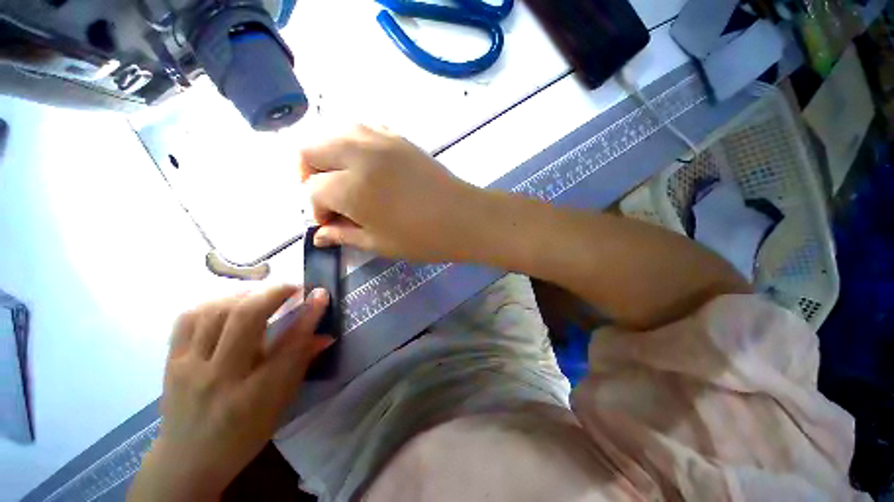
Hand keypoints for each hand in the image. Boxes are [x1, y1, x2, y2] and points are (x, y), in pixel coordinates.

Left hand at [128, 286, 331, 501]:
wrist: (188, 460)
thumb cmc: (244, 434)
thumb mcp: (281, 404)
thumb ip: (302, 363)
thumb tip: (325, 334)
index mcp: (256, 396)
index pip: (289, 345)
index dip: (308, 314)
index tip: (320, 293)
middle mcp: (221, 377)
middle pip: (246, 318)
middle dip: (275, 292)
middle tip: (293, 287)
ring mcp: (190, 367)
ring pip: (216, 311)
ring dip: (246, 293)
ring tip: (264, 293)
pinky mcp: (171, 361)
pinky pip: (189, 317)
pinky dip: (215, 301)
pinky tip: (231, 303)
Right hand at [300, 125, 484, 262]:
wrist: (464, 218)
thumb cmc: (423, 238)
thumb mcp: (379, 243)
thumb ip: (345, 234)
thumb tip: (320, 235)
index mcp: (352, 187)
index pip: (313, 190)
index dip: (317, 210)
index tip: (332, 223)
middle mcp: (359, 155)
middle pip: (310, 149)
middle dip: (310, 174)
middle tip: (329, 197)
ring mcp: (380, 140)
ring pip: (333, 132)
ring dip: (329, 155)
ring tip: (343, 179)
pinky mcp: (397, 137)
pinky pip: (362, 129)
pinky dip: (353, 144)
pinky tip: (366, 165)